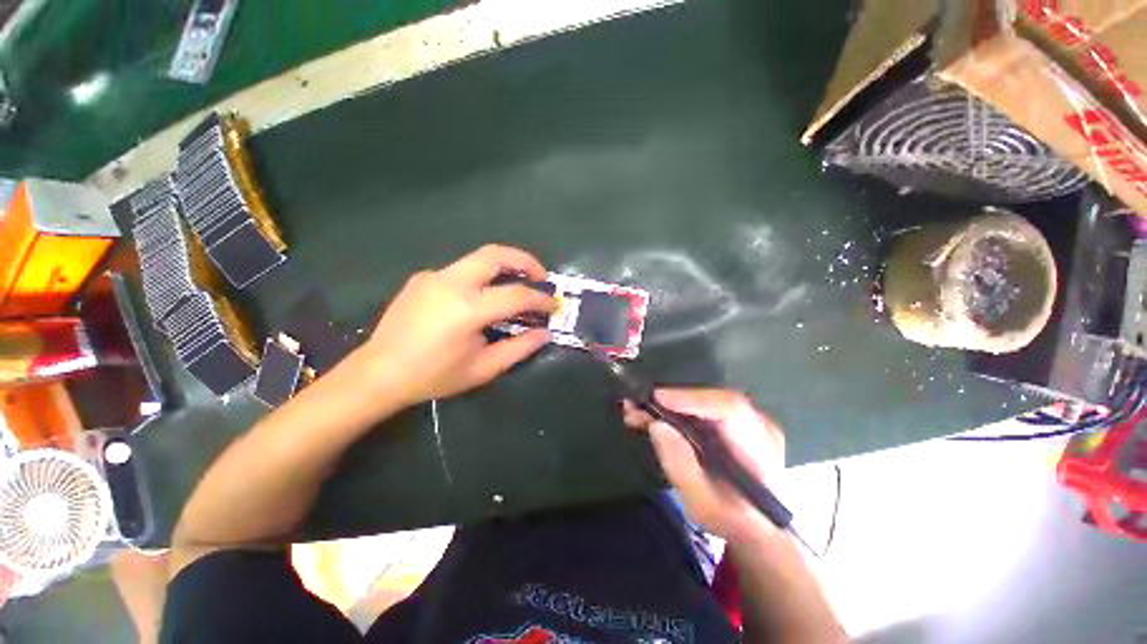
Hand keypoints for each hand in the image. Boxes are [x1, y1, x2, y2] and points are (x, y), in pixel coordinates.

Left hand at [354, 244, 555, 408]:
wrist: (381, 371)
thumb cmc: (432, 376)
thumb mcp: (480, 369)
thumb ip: (517, 349)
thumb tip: (544, 333)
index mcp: (469, 308)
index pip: (516, 294)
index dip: (540, 299)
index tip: (554, 306)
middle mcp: (452, 282)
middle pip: (495, 254)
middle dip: (523, 260)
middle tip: (539, 276)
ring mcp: (433, 276)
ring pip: (473, 260)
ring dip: (497, 269)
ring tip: (508, 288)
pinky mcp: (419, 278)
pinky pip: (453, 273)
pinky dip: (470, 281)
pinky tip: (467, 305)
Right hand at [622, 389, 785, 543]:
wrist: (760, 526)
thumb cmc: (730, 519)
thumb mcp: (700, 503)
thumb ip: (680, 465)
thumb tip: (657, 425)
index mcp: (760, 452)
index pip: (731, 410)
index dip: (694, 400)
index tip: (657, 398)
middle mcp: (765, 429)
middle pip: (722, 401)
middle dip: (679, 400)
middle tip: (636, 406)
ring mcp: (760, 425)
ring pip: (718, 403)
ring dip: (681, 405)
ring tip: (642, 412)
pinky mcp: (749, 426)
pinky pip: (719, 411)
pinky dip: (691, 411)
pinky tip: (665, 417)